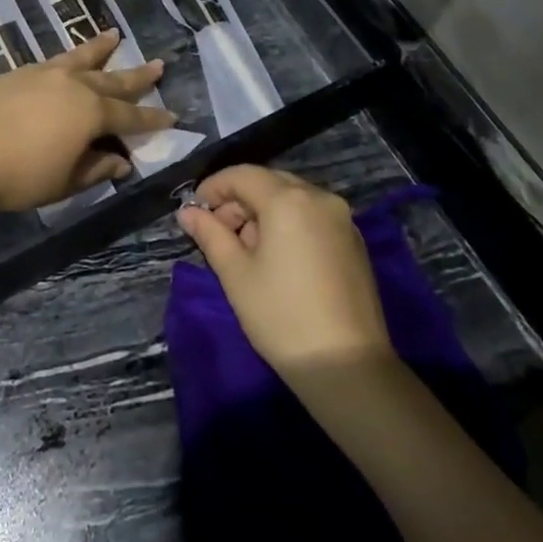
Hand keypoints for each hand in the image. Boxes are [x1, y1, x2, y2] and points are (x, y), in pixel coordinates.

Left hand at [0, 31, 176, 211]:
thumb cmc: (19, 175)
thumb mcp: (64, 182)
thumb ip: (96, 168)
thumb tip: (121, 161)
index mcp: (90, 113)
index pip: (130, 116)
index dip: (152, 118)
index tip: (173, 115)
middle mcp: (72, 85)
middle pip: (112, 79)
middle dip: (137, 75)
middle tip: (158, 65)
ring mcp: (43, 73)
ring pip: (80, 57)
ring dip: (100, 48)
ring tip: (115, 35)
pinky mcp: (16, 72)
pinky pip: (52, 61)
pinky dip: (67, 59)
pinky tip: (65, 62)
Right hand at [178, 165, 393, 374]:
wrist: (347, 365)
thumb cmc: (281, 315)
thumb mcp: (235, 274)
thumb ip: (209, 234)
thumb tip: (188, 212)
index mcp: (289, 199)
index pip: (242, 175)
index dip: (213, 188)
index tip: (195, 212)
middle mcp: (320, 197)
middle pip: (269, 182)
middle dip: (238, 201)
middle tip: (218, 233)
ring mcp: (342, 218)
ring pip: (292, 198)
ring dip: (263, 212)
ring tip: (246, 250)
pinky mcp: (354, 241)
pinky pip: (312, 216)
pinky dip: (289, 224)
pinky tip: (278, 258)